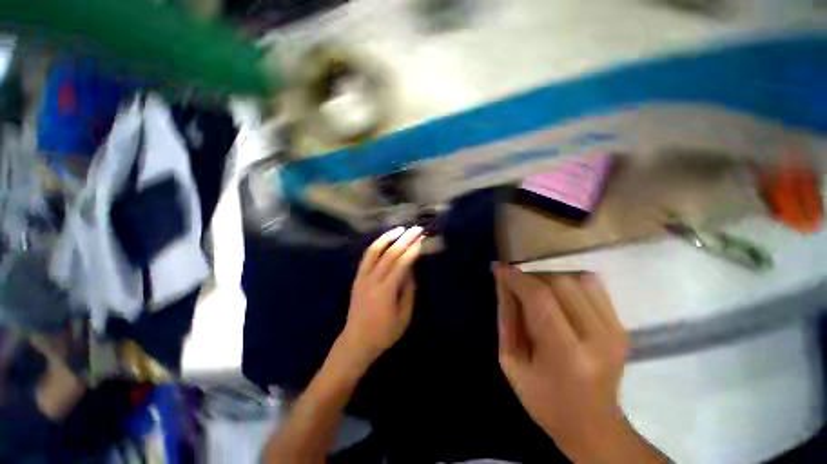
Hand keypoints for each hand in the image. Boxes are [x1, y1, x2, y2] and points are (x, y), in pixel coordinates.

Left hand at [340, 226, 423, 366]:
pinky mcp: (357, 278)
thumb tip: (412, 270)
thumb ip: (409, 291)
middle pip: (390, 254)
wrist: (356, 341)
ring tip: (400, 229)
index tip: (421, 240)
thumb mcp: (404, 316)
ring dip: (388, 237)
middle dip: (405, 239)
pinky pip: (366, 257)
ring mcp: (362, 277)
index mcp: (386, 290)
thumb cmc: (384, 332)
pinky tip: (384, 240)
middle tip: (416, 229)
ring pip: (374, 251)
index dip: (412, 250)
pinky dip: (376, 245)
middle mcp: (372, 280)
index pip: (401, 264)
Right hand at [494, 266, 630, 460]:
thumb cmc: (544, 399)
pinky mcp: (621, 326)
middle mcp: (598, 338)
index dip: (516, 278)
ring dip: (549, 278)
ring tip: (535, 290)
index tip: (500, 269)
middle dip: (531, 276)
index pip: (539, 297)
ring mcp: (615, 331)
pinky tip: (557, 295)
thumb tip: (503, 281)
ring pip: (578, 279)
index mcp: (566, 355)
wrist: (593, 425)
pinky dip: (569, 282)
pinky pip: (593, 286)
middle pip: (560, 283)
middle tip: (516, 283)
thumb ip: (506, 317)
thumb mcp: (511, 362)